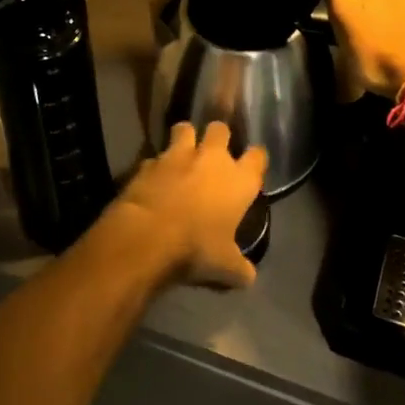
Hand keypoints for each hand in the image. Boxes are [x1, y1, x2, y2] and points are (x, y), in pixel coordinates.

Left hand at [98, 121, 265, 289]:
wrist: (147, 236)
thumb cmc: (196, 248)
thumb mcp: (225, 268)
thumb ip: (240, 268)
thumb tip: (248, 276)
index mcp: (238, 180)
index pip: (257, 156)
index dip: (255, 159)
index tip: (252, 166)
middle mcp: (211, 159)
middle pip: (220, 128)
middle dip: (218, 136)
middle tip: (213, 152)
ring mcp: (178, 155)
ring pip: (185, 128)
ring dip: (185, 137)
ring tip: (182, 152)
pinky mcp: (148, 161)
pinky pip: (155, 155)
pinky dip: (156, 165)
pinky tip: (153, 178)